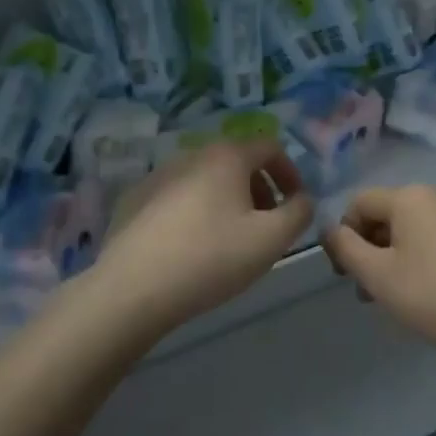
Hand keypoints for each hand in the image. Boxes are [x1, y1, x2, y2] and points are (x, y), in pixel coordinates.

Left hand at [96, 140, 312, 330]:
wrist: (133, 288)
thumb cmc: (212, 257)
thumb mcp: (272, 239)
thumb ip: (299, 212)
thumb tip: (302, 200)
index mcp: (226, 156)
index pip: (270, 146)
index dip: (291, 173)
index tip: (295, 205)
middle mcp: (191, 155)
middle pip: (237, 163)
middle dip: (260, 190)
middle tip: (266, 226)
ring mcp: (158, 176)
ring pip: (206, 181)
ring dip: (228, 202)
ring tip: (231, 240)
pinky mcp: (135, 200)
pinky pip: (178, 198)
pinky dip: (196, 213)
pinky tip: (192, 248)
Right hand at [321, 186, 435, 369]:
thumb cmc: (435, 295)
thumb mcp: (378, 275)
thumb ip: (346, 248)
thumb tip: (329, 229)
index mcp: (408, 197)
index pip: (358, 203)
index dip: (342, 236)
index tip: (344, 275)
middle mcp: (434, 197)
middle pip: (384, 216)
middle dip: (367, 251)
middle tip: (365, 293)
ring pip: (408, 232)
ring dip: (389, 260)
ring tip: (391, 300)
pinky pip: (431, 242)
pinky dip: (416, 262)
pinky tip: (423, 296)